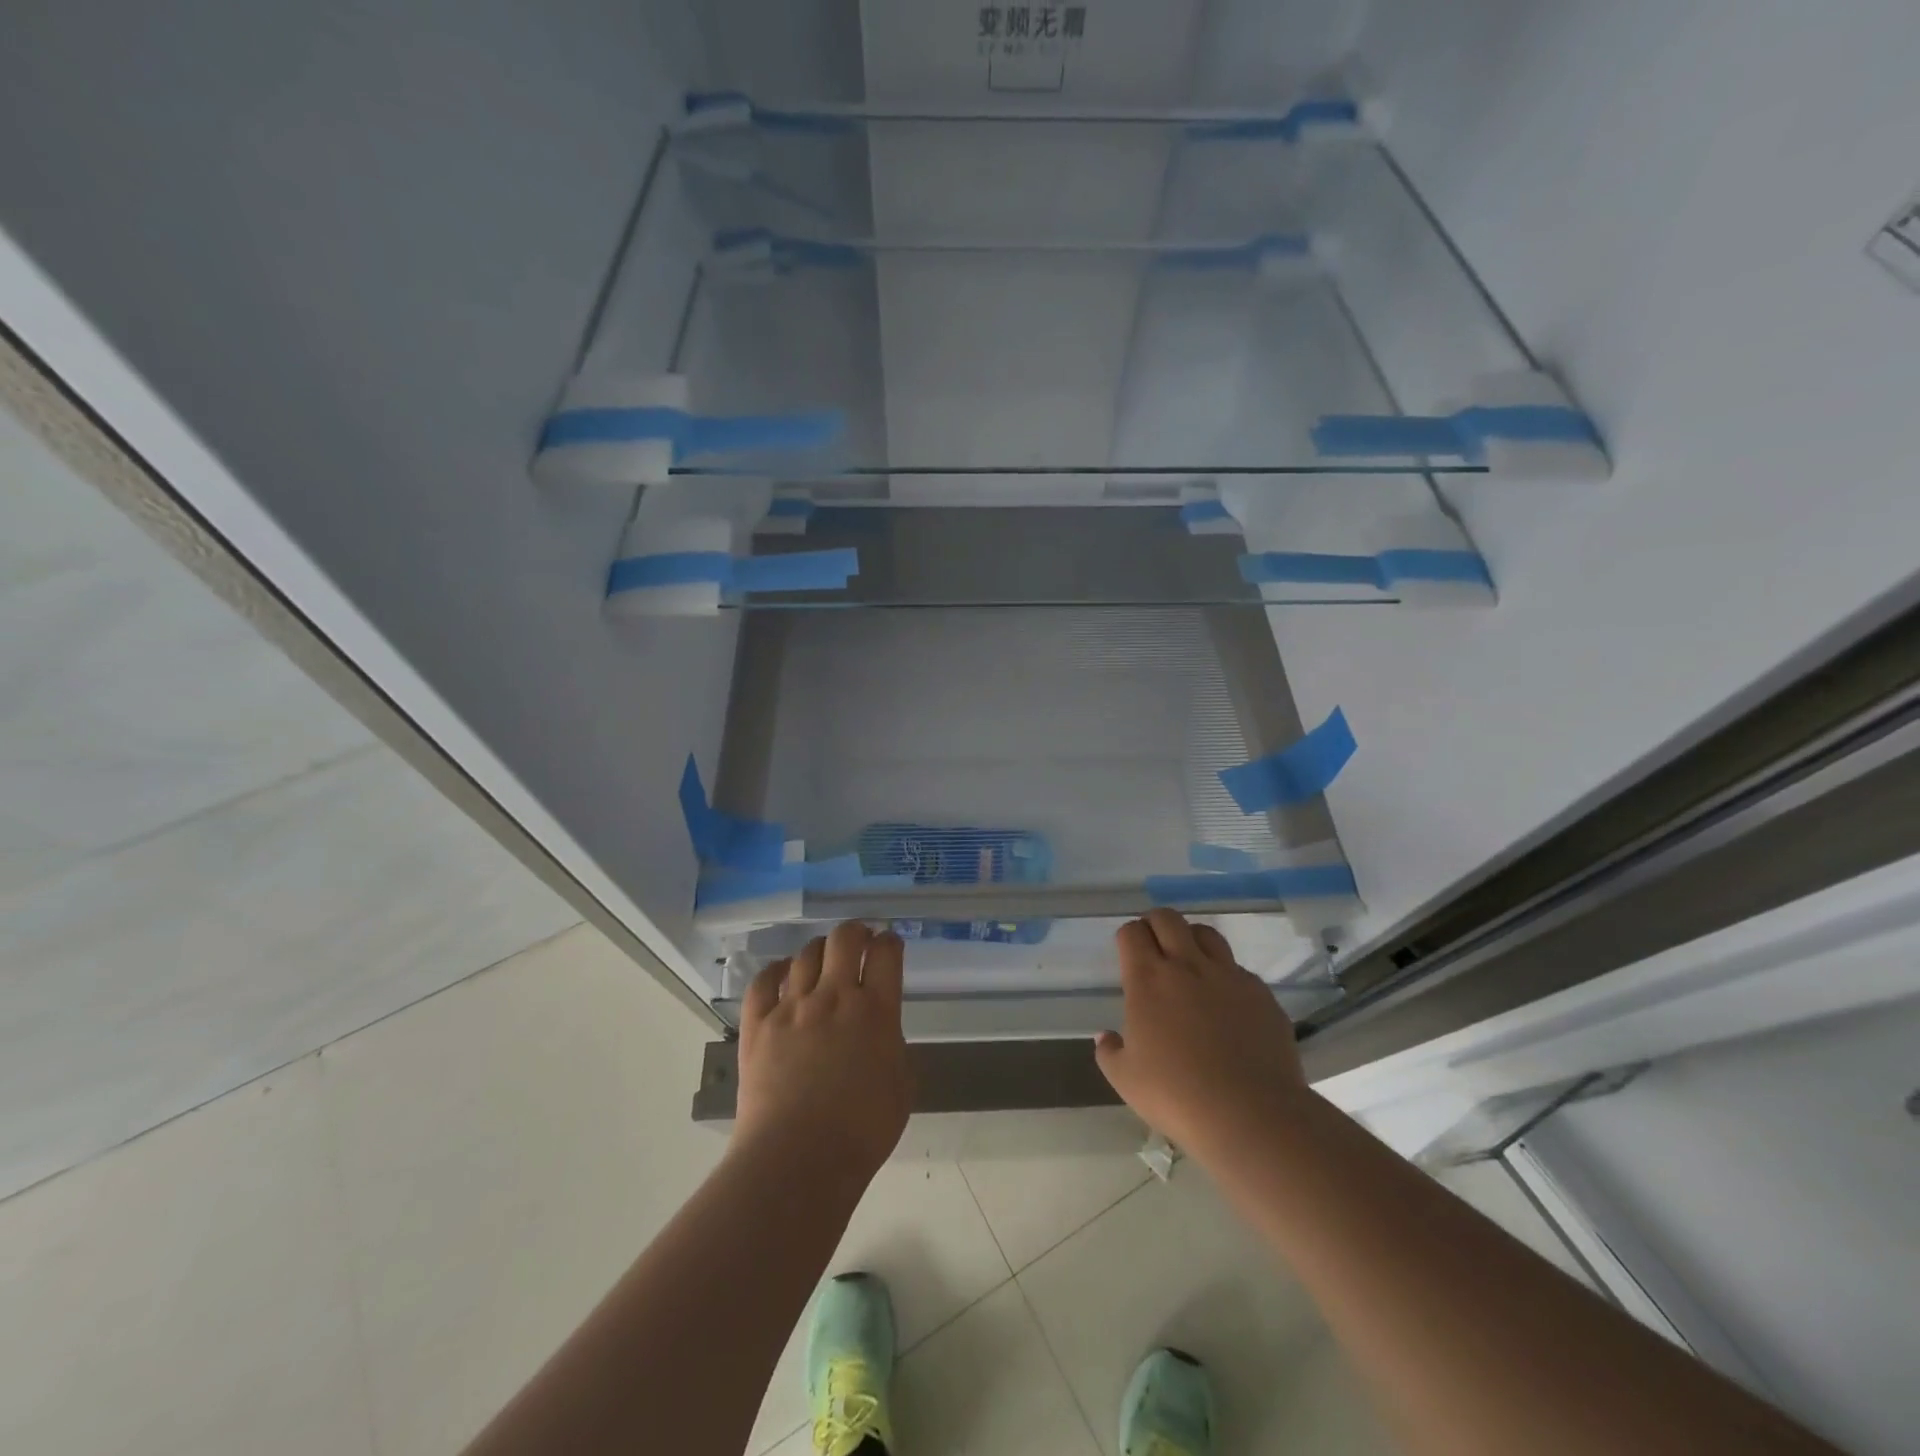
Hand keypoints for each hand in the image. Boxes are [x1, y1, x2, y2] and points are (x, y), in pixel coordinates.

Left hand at [734, 922, 911, 1183]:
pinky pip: (762, 982)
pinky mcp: (758, 1024)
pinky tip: (782, 972)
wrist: (798, 1159)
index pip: (887, 953)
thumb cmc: (861, 1132)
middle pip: (845, 938)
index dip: (890, 942)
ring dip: (820, 950)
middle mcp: (835, 996)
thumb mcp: (901, 1087)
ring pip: (806, 954)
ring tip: (824, 959)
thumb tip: (882, 1034)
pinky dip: (775, 970)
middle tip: (860, 939)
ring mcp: (792, 1007)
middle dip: (856, 931)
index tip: (890, 944)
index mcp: (876, 1010)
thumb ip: (893, 1048)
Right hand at [1094, 909, 1310, 1162]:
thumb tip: (1105, 1037)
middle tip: (1154, 947)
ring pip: (1207, 934)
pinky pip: (1239, 970)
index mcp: (1148, 979)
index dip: (1128, 937)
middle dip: (1155, 924)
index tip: (1128, 953)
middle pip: (1168, 918)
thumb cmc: (1177, 1095)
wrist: (1250, 1115)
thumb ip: (1109, 1052)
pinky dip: (1226, 977)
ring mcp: (1229, 976)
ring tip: (1190, 965)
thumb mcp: (1125, 1079)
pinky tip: (1226, 1005)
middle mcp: (1187, 966)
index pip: (1132, 932)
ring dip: (1192, 940)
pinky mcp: (1261, 994)